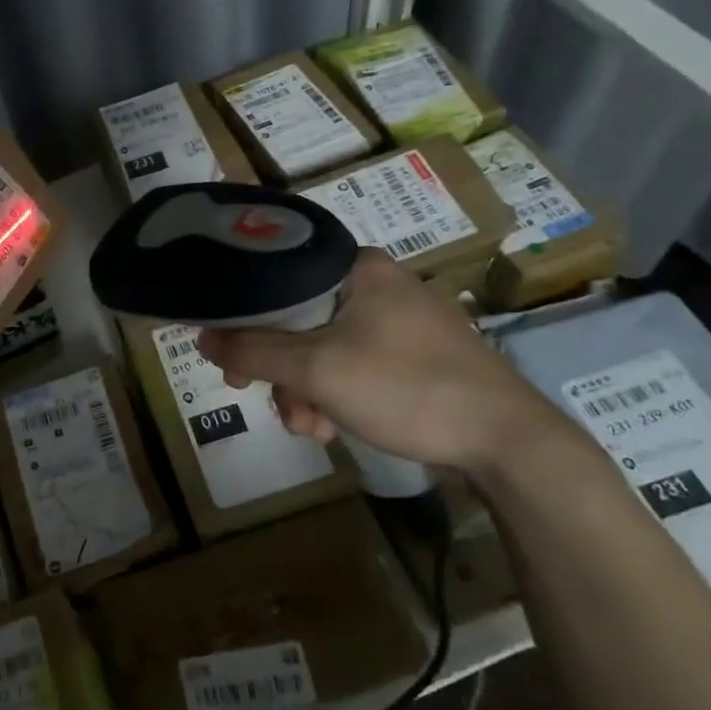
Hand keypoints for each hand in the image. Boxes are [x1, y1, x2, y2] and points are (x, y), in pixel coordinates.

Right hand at [196, 249, 575, 474]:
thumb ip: (253, 351)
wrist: (508, 442)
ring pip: (319, 347)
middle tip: (257, 394)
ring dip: (303, 390)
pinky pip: (349, 364)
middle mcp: (374, 283)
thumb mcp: (317, 370)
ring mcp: (395, 320)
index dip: (243, 318)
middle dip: (277, 368)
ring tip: (312, 427)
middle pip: (295, 318)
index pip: (276, 278)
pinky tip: (334, 427)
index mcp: (355, 267)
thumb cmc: (407, 387)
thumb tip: (202, 337)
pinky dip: (333, 394)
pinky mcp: (409, 354)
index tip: (228, 357)